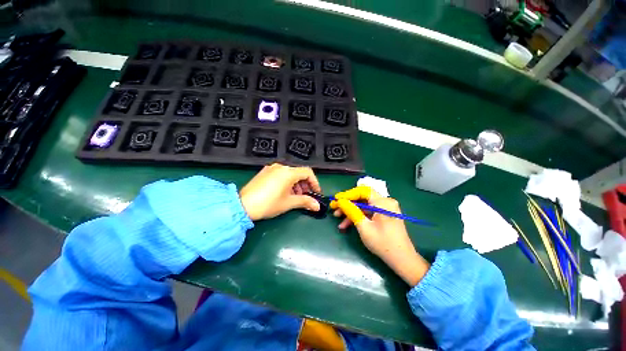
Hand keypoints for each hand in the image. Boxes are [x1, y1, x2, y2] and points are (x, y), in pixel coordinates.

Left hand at [240, 164, 321, 220]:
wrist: (243, 205)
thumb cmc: (269, 203)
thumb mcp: (289, 203)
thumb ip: (305, 201)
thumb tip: (317, 206)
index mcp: (288, 172)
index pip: (308, 172)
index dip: (314, 182)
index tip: (316, 193)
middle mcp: (281, 167)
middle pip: (299, 173)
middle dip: (305, 185)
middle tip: (305, 196)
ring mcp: (271, 168)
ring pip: (290, 174)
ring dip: (296, 184)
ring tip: (294, 196)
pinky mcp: (264, 172)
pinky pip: (280, 174)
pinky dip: (287, 182)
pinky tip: (284, 192)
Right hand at [330, 186, 429, 285]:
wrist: (402, 260)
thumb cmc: (383, 243)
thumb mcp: (364, 227)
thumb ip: (351, 211)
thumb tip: (340, 201)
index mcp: (383, 202)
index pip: (363, 191)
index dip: (348, 194)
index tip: (336, 199)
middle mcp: (386, 202)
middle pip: (362, 197)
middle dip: (348, 203)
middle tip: (335, 208)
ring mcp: (385, 208)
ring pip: (364, 205)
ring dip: (351, 211)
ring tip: (338, 218)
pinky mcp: (384, 215)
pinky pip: (368, 211)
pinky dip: (358, 216)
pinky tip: (347, 224)